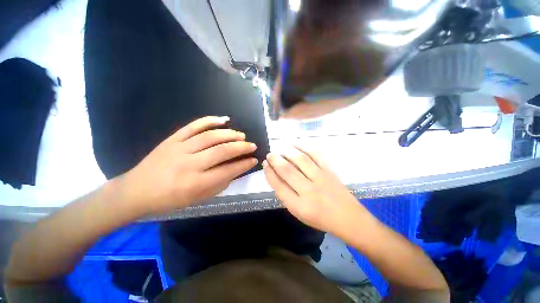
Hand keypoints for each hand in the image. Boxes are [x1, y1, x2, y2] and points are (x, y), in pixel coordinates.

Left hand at [117, 116, 257, 215]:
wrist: (136, 190)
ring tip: (241, 135)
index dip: (244, 164)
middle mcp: (189, 164)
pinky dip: (210, 120)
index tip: (254, 159)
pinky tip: (223, 120)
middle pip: (222, 151)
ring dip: (230, 134)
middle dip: (242, 147)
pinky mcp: (172, 139)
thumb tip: (236, 170)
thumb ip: (219, 185)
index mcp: (196, 183)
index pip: (228, 170)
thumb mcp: (198, 199)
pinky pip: (193, 126)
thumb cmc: (170, 199)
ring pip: (211, 136)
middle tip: (252, 145)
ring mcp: (180, 148)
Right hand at [263, 146, 373, 235]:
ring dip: (287, 151)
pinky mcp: (329, 170)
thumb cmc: (320, 218)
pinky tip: (295, 144)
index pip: (279, 185)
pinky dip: (303, 147)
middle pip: (288, 170)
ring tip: (280, 148)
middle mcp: (309, 191)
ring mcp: (321, 178)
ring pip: (300, 159)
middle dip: (275, 160)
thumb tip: (275, 175)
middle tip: (270, 154)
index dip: (269, 173)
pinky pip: (315, 155)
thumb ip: (286, 195)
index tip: (265, 164)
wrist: (348, 218)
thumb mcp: (299, 212)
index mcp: (299, 206)